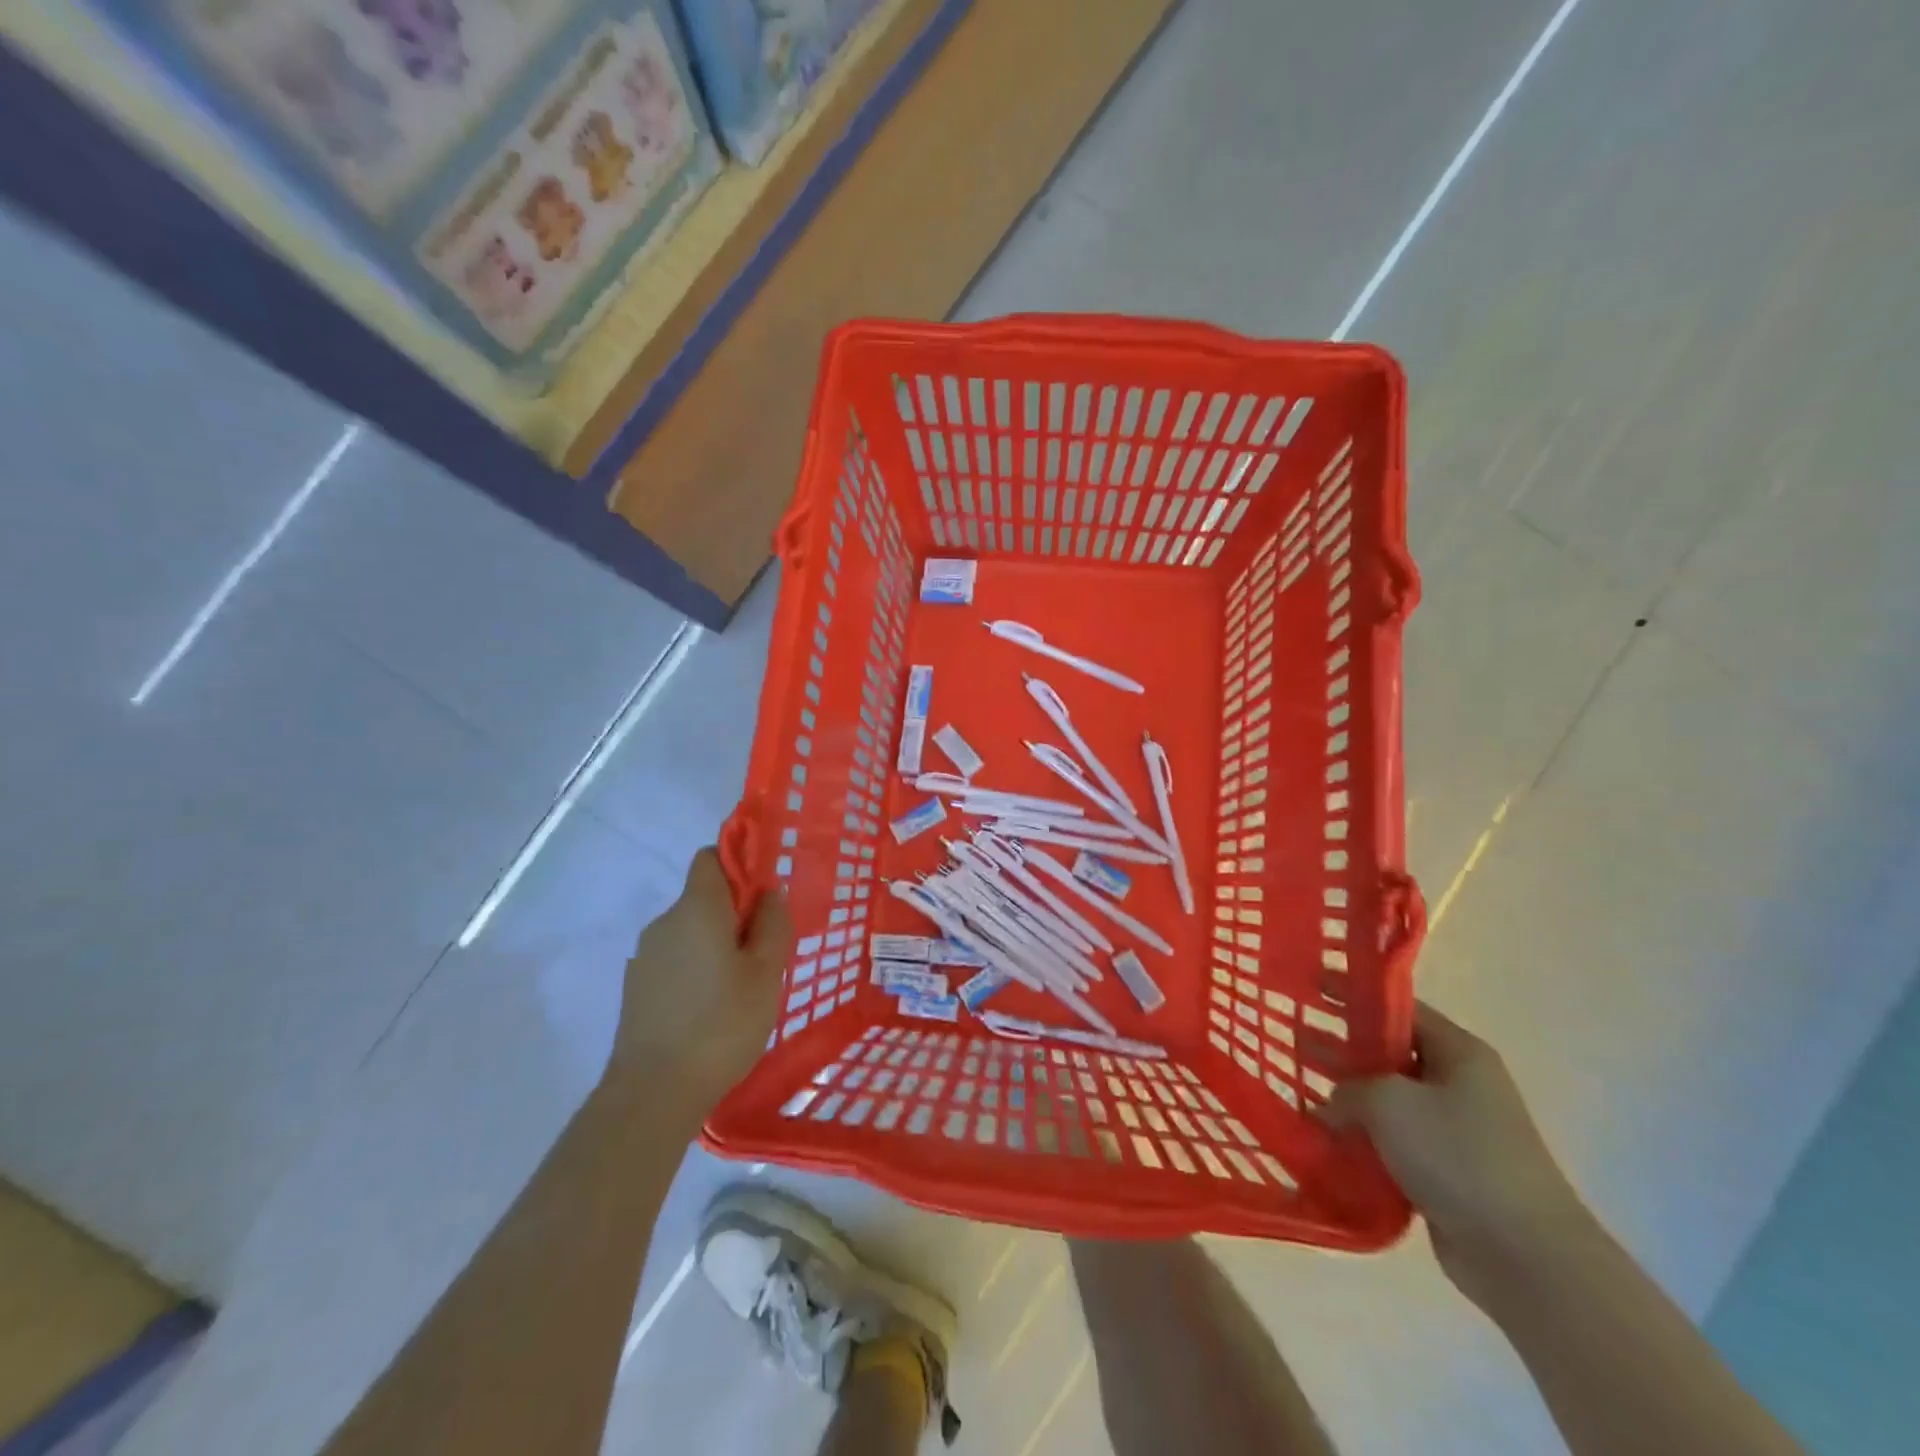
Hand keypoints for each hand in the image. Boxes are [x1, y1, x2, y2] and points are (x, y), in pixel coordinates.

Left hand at [609, 848, 793, 1116]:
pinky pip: (676, 959)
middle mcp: (665, 922)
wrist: (653, 1093)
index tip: (764, 894)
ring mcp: (645, 956)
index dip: (738, 863)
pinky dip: (697, 968)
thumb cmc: (722, 1024)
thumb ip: (773, 923)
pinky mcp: (637, 987)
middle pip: (703, 896)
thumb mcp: (766, 973)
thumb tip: (770, 890)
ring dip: (716, 943)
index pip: (711, 856)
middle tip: (765, 951)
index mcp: (697, 908)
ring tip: (741, 987)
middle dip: (735, 913)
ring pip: (690, 931)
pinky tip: (712, 1008)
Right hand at [1328, 1002, 1590, 1305]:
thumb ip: (1348, 1089)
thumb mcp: (1389, 1103)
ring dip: (1349, 1100)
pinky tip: (1326, 1141)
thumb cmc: (1458, 1156)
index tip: (1309, 986)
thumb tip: (1331, 1105)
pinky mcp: (1447, 1172)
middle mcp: (1460, 1084)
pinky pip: (1395, 1143)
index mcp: (1459, 1052)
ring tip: (1301, 1092)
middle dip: (1342, 1049)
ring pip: (1389, 1101)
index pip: (1398, 1007)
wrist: (1526, 1258)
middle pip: (1390, 1053)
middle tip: (1293, 1039)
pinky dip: (1364, 1140)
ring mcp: (1456, 1130)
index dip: (1352, 995)